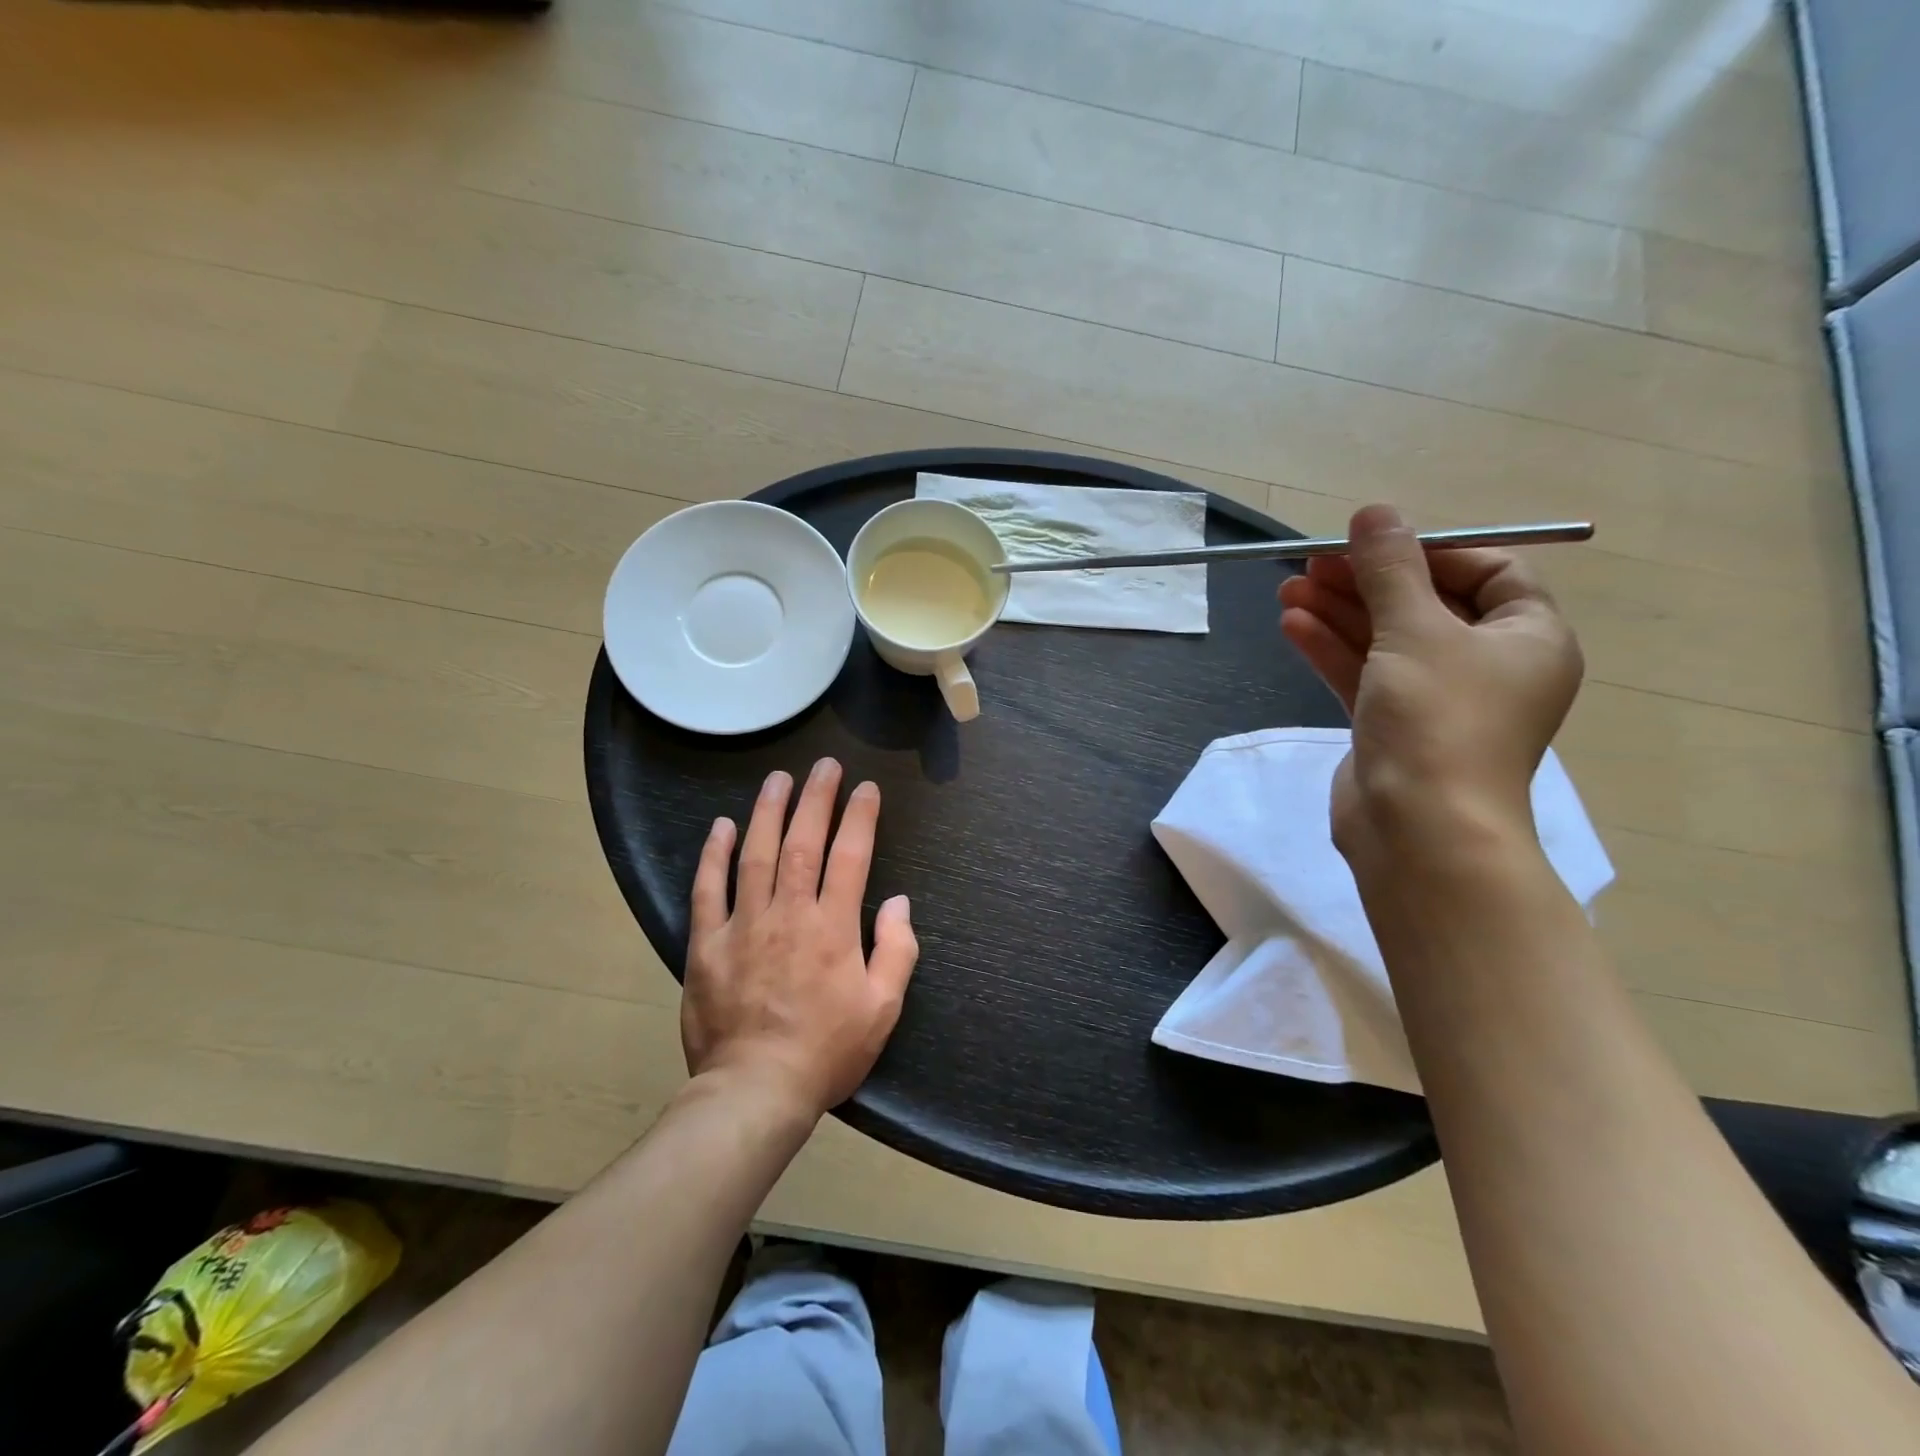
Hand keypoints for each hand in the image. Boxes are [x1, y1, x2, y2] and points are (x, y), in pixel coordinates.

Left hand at [683, 758, 918, 1118]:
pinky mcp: (707, 944)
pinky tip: (722, 826)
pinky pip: (708, 890)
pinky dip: (714, 855)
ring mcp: (744, 925)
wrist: (755, 1091)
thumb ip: (896, 950)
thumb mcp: (883, 1008)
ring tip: (778, 779)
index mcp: (833, 927)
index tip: (866, 788)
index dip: (860, 817)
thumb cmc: (827, 1051)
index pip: (850, 856)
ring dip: (768, 811)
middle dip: (816, 799)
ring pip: (756, 855)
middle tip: (824, 766)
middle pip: (802, 842)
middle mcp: (789, 914)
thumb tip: (899, 901)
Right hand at [1278, 505, 1582, 867]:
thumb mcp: (1415, 630)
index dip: (1432, 551)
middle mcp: (1487, 666)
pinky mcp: (1392, 727)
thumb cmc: (1438, 719)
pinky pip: (1363, 675)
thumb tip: (1374, 511)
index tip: (1377, 544)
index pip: (1490, 572)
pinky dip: (1331, 650)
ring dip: (1338, 613)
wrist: (1418, 828)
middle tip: (1313, 562)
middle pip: (1424, 604)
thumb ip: (1391, 569)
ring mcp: (1436, 700)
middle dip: (1367, 581)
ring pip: (1385, 641)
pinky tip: (1292, 626)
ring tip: (1288, 590)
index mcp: (1527, 638)